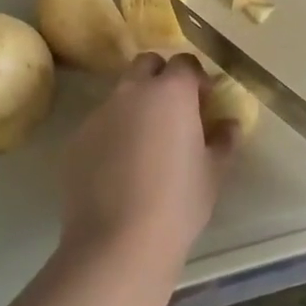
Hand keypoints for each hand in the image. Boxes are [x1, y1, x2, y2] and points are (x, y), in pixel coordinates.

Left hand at [58, 53, 238, 274]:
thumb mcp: (213, 172)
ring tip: (146, 146)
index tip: (204, 103)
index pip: (185, 62)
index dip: (196, 79)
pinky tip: (120, 169)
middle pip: (147, 65)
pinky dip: (113, 134)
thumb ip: (224, 140)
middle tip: (174, 113)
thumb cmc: (178, 203)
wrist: (118, 243)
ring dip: (136, 107)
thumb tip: (229, 125)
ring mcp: (99, 114)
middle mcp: (132, 92)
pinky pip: (100, 125)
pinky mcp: (76, 140)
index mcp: (171, 92)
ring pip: (121, 95)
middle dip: (161, 78)